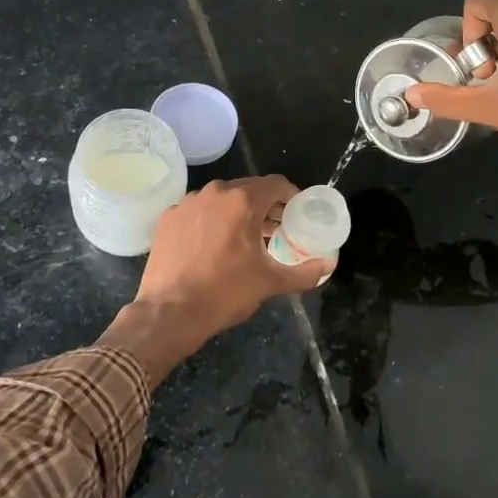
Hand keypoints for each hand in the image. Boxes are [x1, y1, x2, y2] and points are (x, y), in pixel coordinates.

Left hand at [98, 177, 330, 386]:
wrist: (168, 313)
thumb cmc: (224, 293)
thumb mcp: (270, 283)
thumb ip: (304, 272)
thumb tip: (328, 266)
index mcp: (242, 201)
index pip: (277, 184)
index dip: (292, 197)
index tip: (297, 215)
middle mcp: (214, 193)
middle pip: (249, 189)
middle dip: (266, 206)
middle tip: (276, 229)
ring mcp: (187, 203)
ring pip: (222, 199)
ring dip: (238, 212)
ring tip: (246, 238)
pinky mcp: (168, 218)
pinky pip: (199, 211)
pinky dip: (211, 221)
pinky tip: (214, 246)